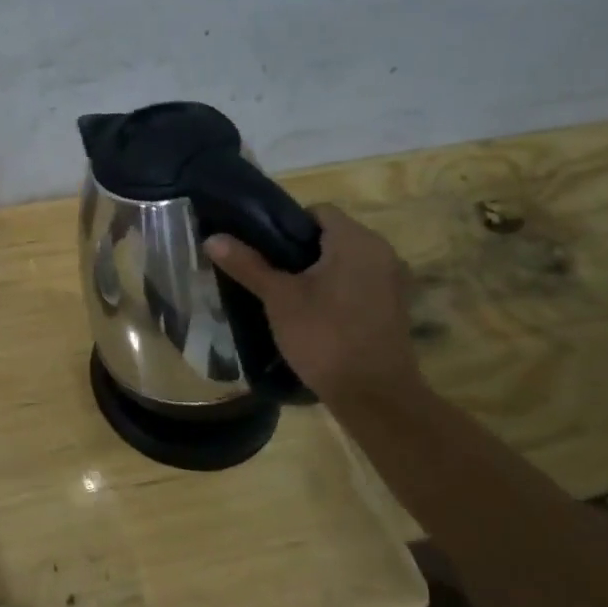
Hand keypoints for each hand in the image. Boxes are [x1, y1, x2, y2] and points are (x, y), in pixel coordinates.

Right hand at [205, 204, 420, 401]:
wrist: (373, 394)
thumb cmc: (324, 336)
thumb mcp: (278, 298)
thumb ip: (247, 264)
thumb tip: (212, 238)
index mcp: (356, 240)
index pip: (318, 212)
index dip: (286, 225)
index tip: (263, 250)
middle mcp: (382, 252)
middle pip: (333, 236)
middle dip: (299, 251)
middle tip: (268, 274)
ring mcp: (394, 281)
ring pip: (346, 262)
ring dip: (318, 273)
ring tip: (286, 296)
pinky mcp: (395, 307)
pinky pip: (360, 284)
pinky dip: (337, 291)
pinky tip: (314, 316)